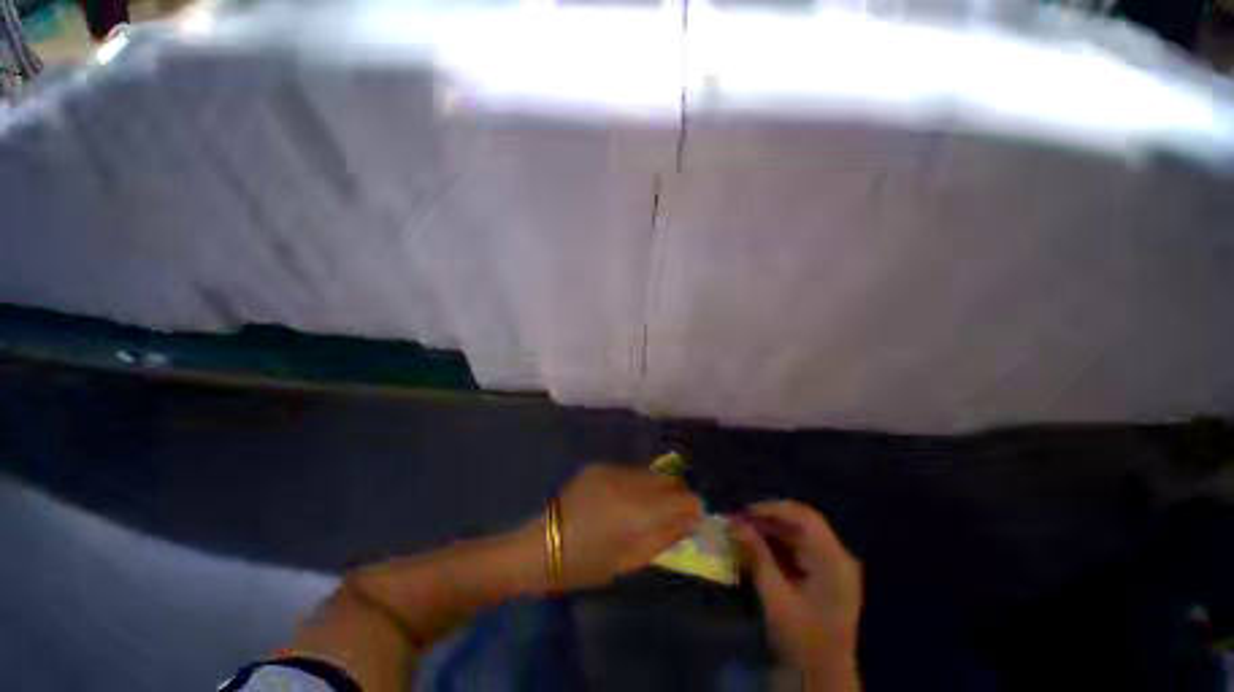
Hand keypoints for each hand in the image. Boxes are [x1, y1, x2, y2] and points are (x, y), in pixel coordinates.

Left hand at [525, 464, 702, 590]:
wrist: (540, 546)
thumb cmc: (587, 564)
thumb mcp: (630, 561)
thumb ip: (665, 537)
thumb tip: (689, 520)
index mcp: (637, 510)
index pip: (683, 497)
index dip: (693, 508)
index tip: (690, 519)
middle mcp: (628, 481)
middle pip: (668, 479)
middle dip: (676, 495)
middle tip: (670, 515)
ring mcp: (611, 469)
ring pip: (650, 473)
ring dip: (656, 488)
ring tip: (644, 509)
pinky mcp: (598, 466)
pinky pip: (629, 471)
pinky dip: (636, 484)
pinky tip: (622, 500)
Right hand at [729, 501, 861, 686]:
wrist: (823, 680)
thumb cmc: (802, 640)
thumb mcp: (776, 598)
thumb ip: (756, 556)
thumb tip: (732, 524)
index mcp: (834, 560)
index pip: (805, 517)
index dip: (773, 508)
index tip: (744, 511)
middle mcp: (837, 557)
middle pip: (801, 523)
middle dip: (767, 519)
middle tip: (737, 521)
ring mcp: (832, 565)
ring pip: (797, 534)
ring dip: (768, 531)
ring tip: (742, 532)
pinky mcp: (823, 575)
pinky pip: (798, 548)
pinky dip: (775, 544)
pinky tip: (755, 547)